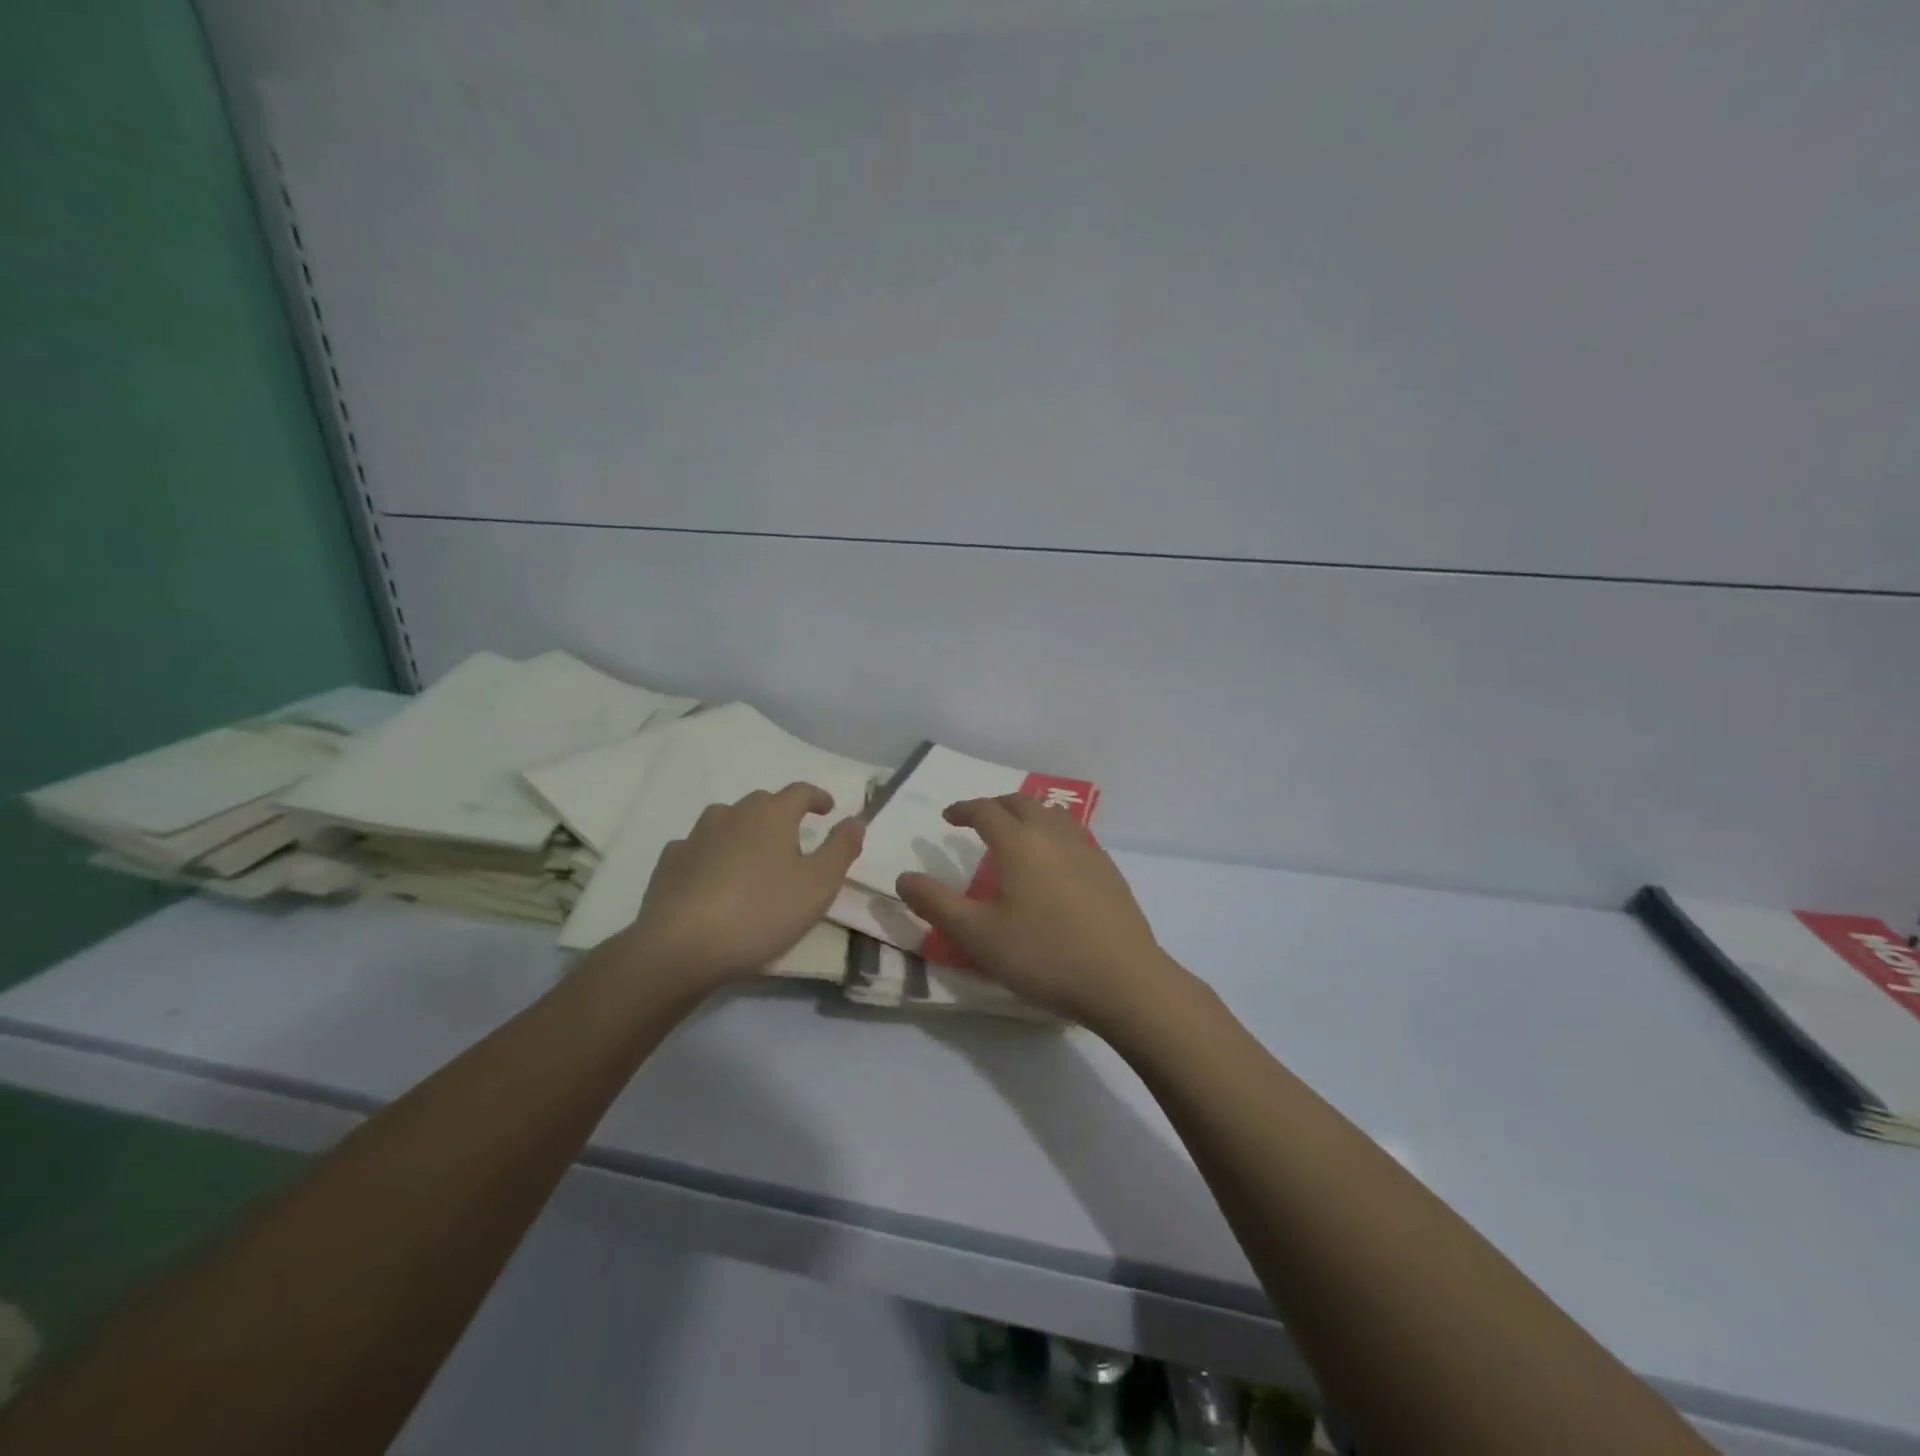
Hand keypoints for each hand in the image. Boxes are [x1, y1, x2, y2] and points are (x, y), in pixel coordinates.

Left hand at [617, 783, 863, 986]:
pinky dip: (711, 853)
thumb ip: (841, 848)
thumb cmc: (761, 912)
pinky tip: (712, 875)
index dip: (817, 797)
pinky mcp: (670, 862)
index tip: (828, 809)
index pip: (800, 791)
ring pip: (726, 820)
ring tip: (753, 855)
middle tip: (793, 838)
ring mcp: (696, 836)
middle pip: (762, 802)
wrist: (682, 945)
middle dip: (781, 813)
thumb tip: (856, 819)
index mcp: (772, 815)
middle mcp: (733, 814)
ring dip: (743, 829)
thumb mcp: (819, 885)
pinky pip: (697, 846)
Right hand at [895, 795, 1184, 1029]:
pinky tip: (1054, 862)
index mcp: (1020, 843)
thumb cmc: (1043, 955)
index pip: (986, 810)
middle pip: (1021, 803)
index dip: (963, 809)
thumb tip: (903, 878)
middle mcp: (1054, 835)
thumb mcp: (977, 936)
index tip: (949, 817)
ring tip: (1016, 834)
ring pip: (1052, 815)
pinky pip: (1074, 835)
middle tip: (978, 820)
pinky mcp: (1109, 870)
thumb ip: (936, 904)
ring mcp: (1087, 850)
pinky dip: (1053, 833)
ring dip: (1028, 815)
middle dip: (995, 805)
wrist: (1123, 980)